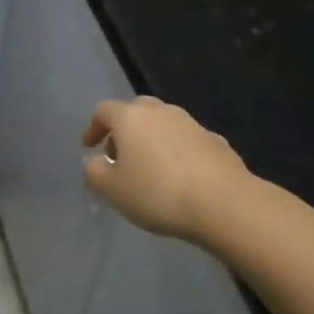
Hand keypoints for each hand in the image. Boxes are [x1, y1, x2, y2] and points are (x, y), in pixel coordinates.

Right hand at [81, 96, 251, 242]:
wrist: (224, 202)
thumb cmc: (158, 193)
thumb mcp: (112, 190)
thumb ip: (94, 172)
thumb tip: (94, 161)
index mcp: (130, 117)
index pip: (103, 111)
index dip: (92, 128)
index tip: (89, 148)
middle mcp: (160, 111)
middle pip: (135, 111)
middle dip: (123, 130)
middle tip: (119, 155)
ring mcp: (191, 123)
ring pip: (163, 123)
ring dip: (151, 139)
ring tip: (149, 168)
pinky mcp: (215, 140)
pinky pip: (186, 140)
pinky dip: (177, 151)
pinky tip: (180, 176)